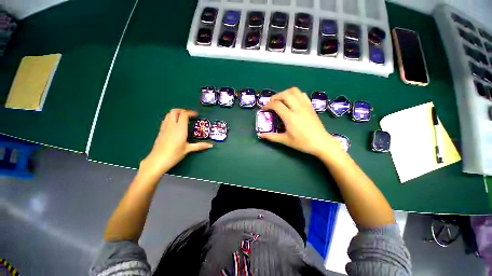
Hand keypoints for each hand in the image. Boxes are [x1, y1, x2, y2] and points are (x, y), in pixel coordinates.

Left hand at [140, 109, 212, 176]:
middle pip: (175, 111)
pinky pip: (165, 120)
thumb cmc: (174, 154)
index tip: (196, 115)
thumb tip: (211, 145)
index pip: (184, 114)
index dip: (190, 113)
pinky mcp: (160, 131)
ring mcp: (164, 127)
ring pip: (168, 114)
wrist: (157, 160)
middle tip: (189, 115)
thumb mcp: (188, 149)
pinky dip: (171, 118)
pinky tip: (174, 125)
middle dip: (182, 111)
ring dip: (176, 113)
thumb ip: (200, 145)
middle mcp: (171, 125)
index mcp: (180, 128)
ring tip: (182, 118)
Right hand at [260, 87, 343, 158]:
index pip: (276, 105)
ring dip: (285, 93)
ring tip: (280, 100)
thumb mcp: (285, 140)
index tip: (264, 108)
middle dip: (275, 96)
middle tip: (271, 103)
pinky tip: (292, 101)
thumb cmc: (302, 143)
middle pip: (284, 94)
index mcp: (290, 117)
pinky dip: (294, 94)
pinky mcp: (310, 106)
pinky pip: (301, 94)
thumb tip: (261, 135)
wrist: (321, 142)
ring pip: (294, 91)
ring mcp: (305, 105)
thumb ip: (272, 137)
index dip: (268, 105)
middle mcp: (297, 108)